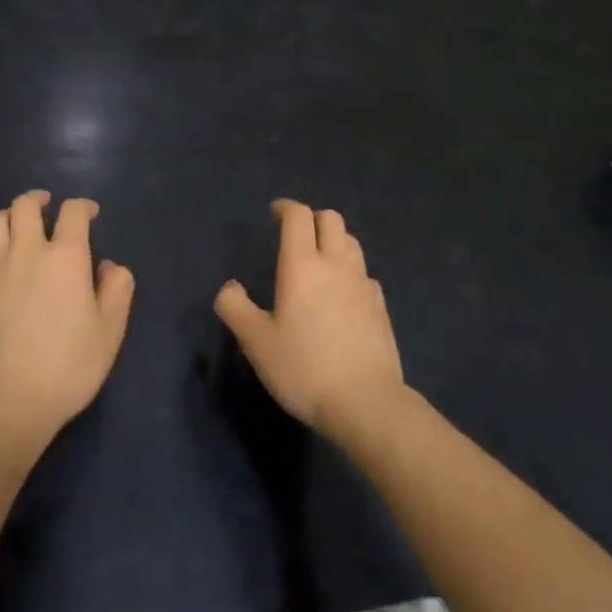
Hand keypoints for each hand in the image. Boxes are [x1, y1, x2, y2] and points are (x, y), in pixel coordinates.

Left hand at [0, 190, 134, 443]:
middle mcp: (27, 252)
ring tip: (19, 226)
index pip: (73, 212)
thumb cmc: (67, 366)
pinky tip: (0, 268)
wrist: (5, 401)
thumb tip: (110, 267)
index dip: (83, 206)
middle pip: (25, 205)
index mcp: (65, 257)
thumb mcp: (109, 331)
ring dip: (10, 216)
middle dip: (38, 199)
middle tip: (47, 206)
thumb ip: (116, 290)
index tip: (90, 214)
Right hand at [215, 200, 406, 441]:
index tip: (274, 213)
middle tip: (296, 235)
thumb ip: (235, 308)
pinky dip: (351, 271)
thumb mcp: (256, 342)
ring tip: (319, 261)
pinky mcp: (381, 308)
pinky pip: (364, 274)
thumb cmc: (304, 368)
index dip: (286, 207)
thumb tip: (229, 287)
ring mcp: (363, 284)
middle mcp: (336, 265)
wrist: (367, 404)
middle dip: (312, 218)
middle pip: (331, 219)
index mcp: (302, 265)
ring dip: (334, 241)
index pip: (298, 216)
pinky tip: (342, 295)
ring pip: (351, 243)